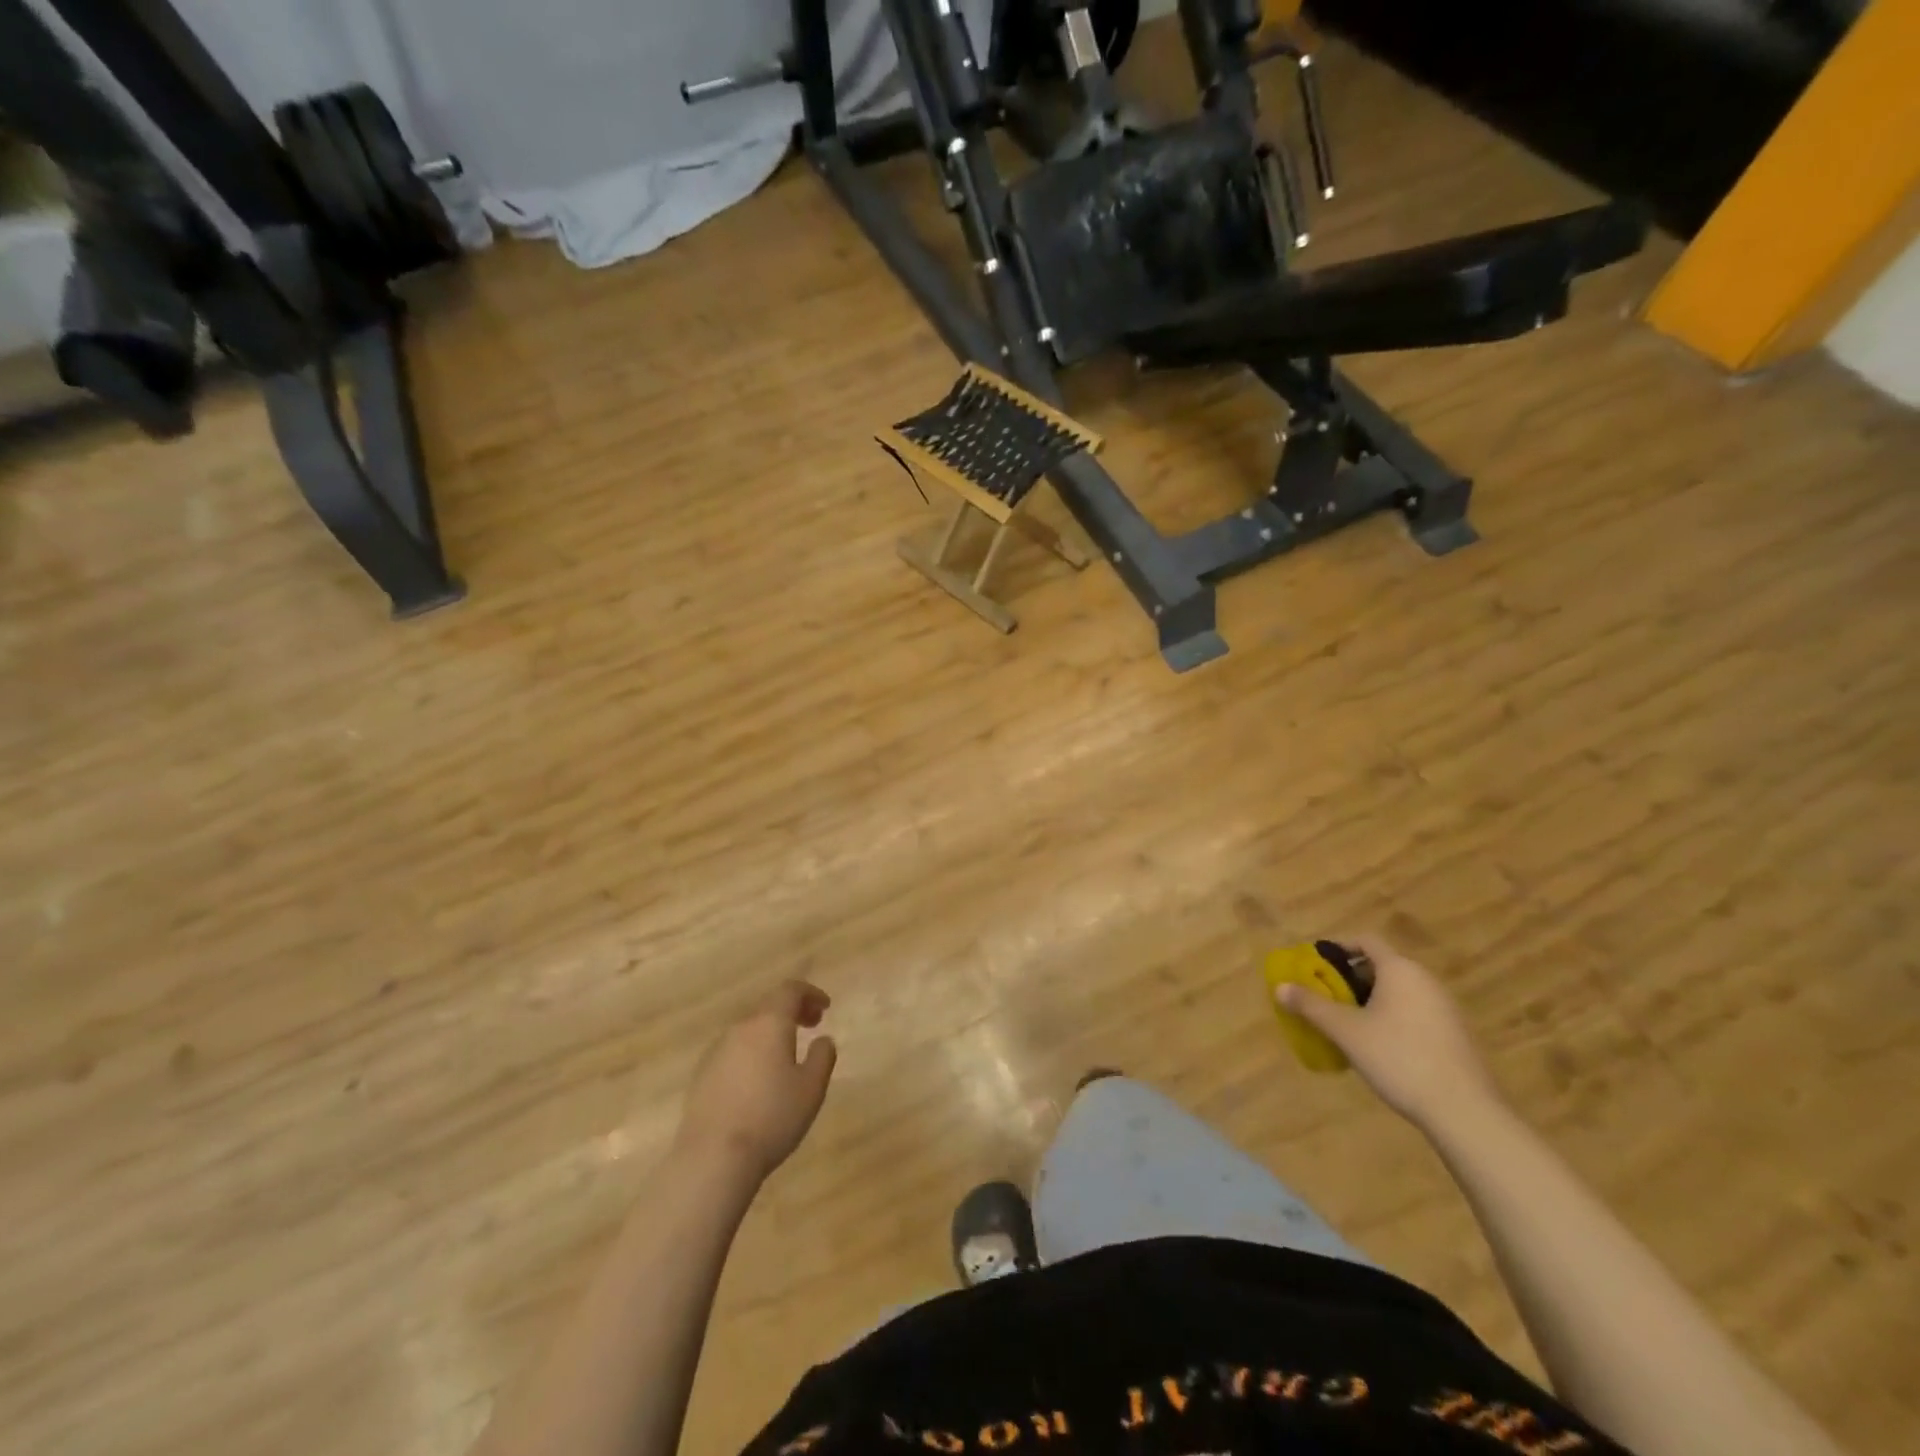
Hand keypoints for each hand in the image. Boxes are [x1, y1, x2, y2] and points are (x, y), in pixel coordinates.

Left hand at [675, 981, 837, 1181]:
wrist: (712, 1157)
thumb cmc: (771, 1117)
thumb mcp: (811, 1089)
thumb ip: (822, 1057)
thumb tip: (823, 1039)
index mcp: (769, 1024)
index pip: (790, 990)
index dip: (810, 993)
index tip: (825, 1008)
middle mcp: (740, 1029)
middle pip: (768, 1008)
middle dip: (792, 1012)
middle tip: (812, 1026)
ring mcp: (716, 1051)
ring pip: (749, 1031)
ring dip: (771, 1034)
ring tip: (787, 1057)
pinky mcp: (701, 1075)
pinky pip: (733, 1052)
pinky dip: (752, 1053)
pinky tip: (758, 1081)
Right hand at [1278, 936, 1500, 1132]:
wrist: (1464, 1110)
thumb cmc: (1399, 1057)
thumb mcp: (1346, 1031)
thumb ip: (1311, 1005)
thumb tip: (1280, 987)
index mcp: (1400, 970)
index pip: (1366, 941)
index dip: (1338, 947)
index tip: (1316, 964)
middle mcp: (1425, 981)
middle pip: (1382, 966)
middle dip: (1350, 978)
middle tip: (1326, 997)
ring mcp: (1445, 1008)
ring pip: (1398, 991)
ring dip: (1371, 1000)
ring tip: (1348, 1024)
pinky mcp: (1454, 1035)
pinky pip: (1414, 1012)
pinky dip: (1392, 1018)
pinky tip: (1380, 1047)